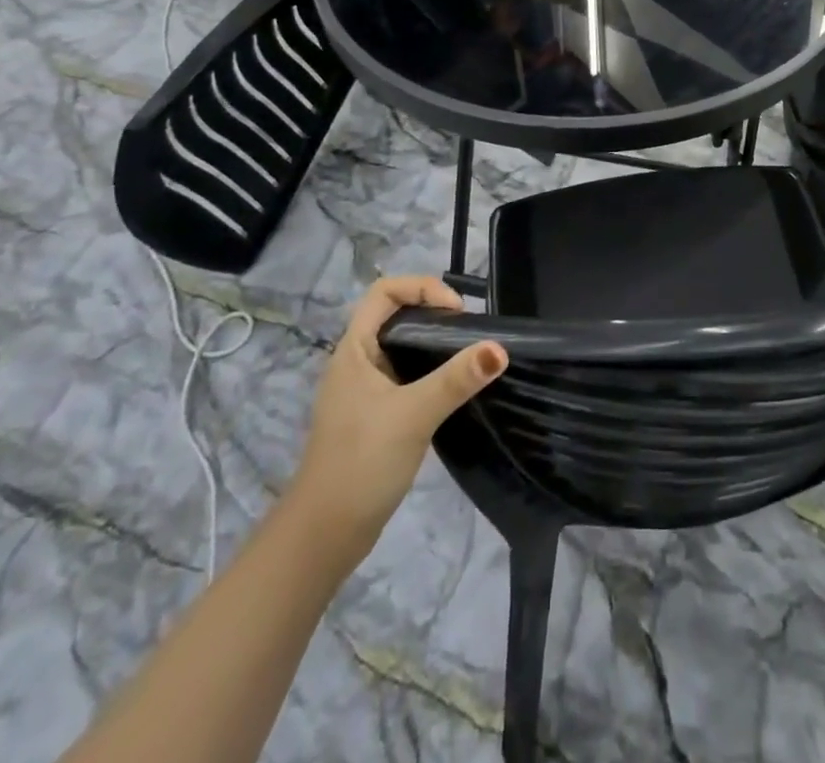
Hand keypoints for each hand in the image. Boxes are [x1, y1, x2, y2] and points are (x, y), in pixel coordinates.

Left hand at [289, 278, 506, 542]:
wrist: (324, 537)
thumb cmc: (361, 462)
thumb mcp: (414, 415)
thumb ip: (457, 379)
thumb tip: (500, 348)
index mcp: (353, 349)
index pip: (384, 291)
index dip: (422, 287)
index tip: (457, 312)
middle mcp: (357, 361)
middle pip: (396, 315)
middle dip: (434, 313)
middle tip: (470, 332)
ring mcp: (365, 390)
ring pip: (403, 346)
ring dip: (435, 343)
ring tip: (469, 355)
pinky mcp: (376, 414)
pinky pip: (407, 375)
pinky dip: (431, 371)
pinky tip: (454, 389)